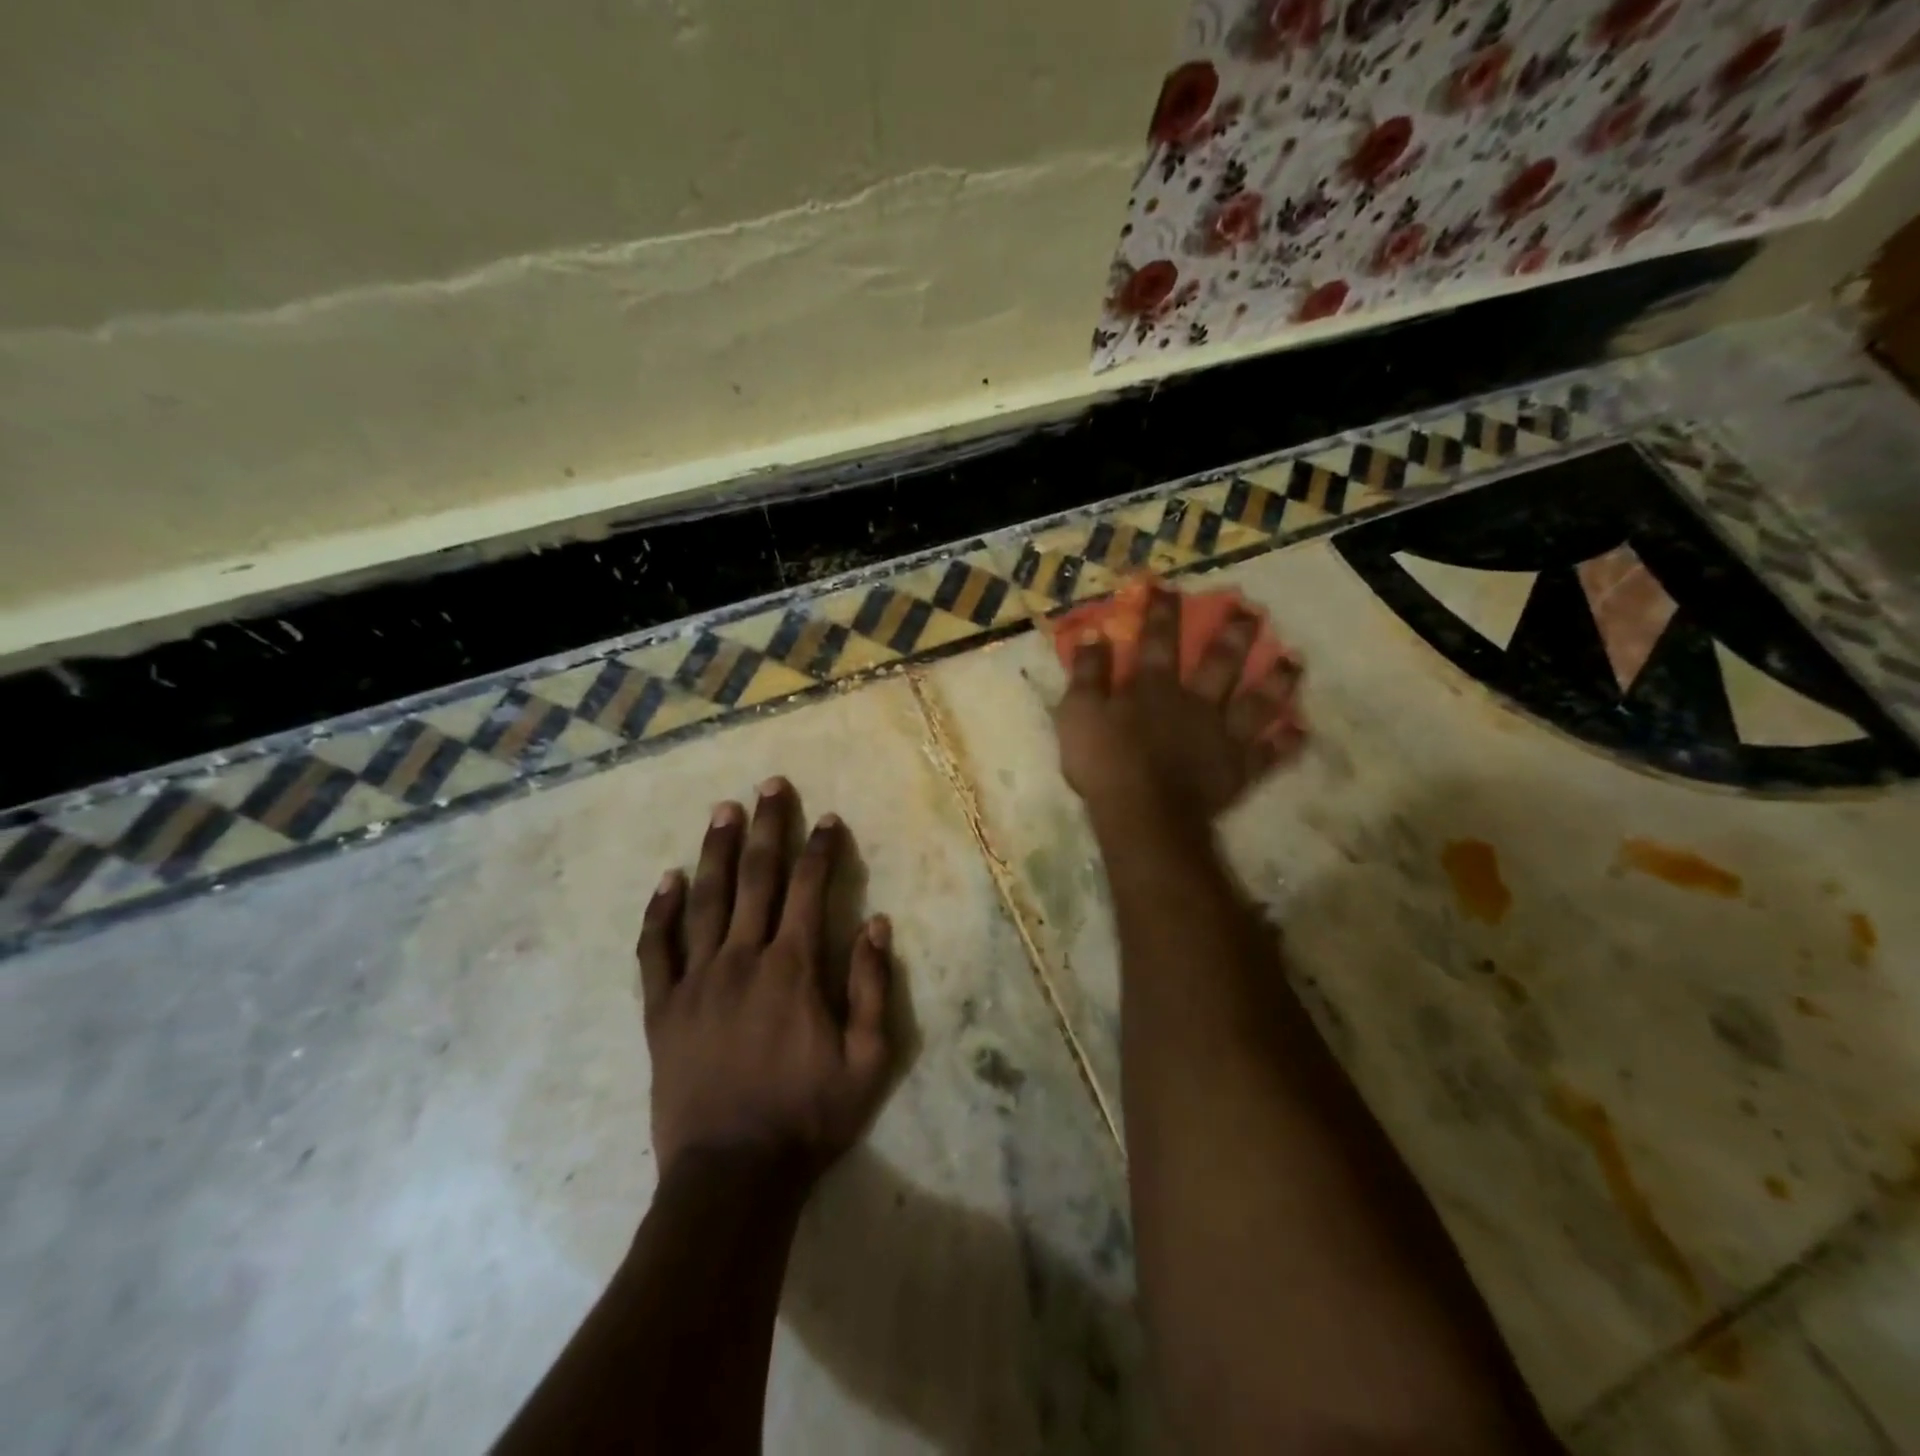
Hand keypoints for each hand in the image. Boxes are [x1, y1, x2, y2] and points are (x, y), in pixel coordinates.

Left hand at [637, 778, 893, 1182]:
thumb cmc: (807, 1118)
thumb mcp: (867, 1060)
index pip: (809, 889)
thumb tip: (878, 924)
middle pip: (756, 878)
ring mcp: (696, 981)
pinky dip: (661, 912)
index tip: (828, 819)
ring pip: (706, 900)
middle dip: (767, 828)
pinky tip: (668, 880)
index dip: (820, 849)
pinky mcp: (663, 1009)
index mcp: (793, 968)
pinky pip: (657, 949)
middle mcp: (743, 959)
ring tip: (723, 810)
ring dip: (716, 851)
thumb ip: (871, 987)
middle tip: (770, 786)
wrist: (730, 1176)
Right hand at [1052, 585, 1302, 827]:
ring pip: (1257, 702)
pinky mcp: (1239, 769)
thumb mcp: (1079, 714)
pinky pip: (1269, 754)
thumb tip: (1093, 636)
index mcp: (1154, 688)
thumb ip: (1088, 674)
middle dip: (1235, 633)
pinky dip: (1285, 743)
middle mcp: (1196, 702)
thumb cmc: (1105, 764)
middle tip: (1252, 611)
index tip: (1168, 587)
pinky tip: (1300, 730)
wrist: (1143, 815)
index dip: (1162, 611)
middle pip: (1220, 662)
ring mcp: (1223, 736)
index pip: (1158, 640)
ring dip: (1276, 680)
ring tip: (1293, 661)